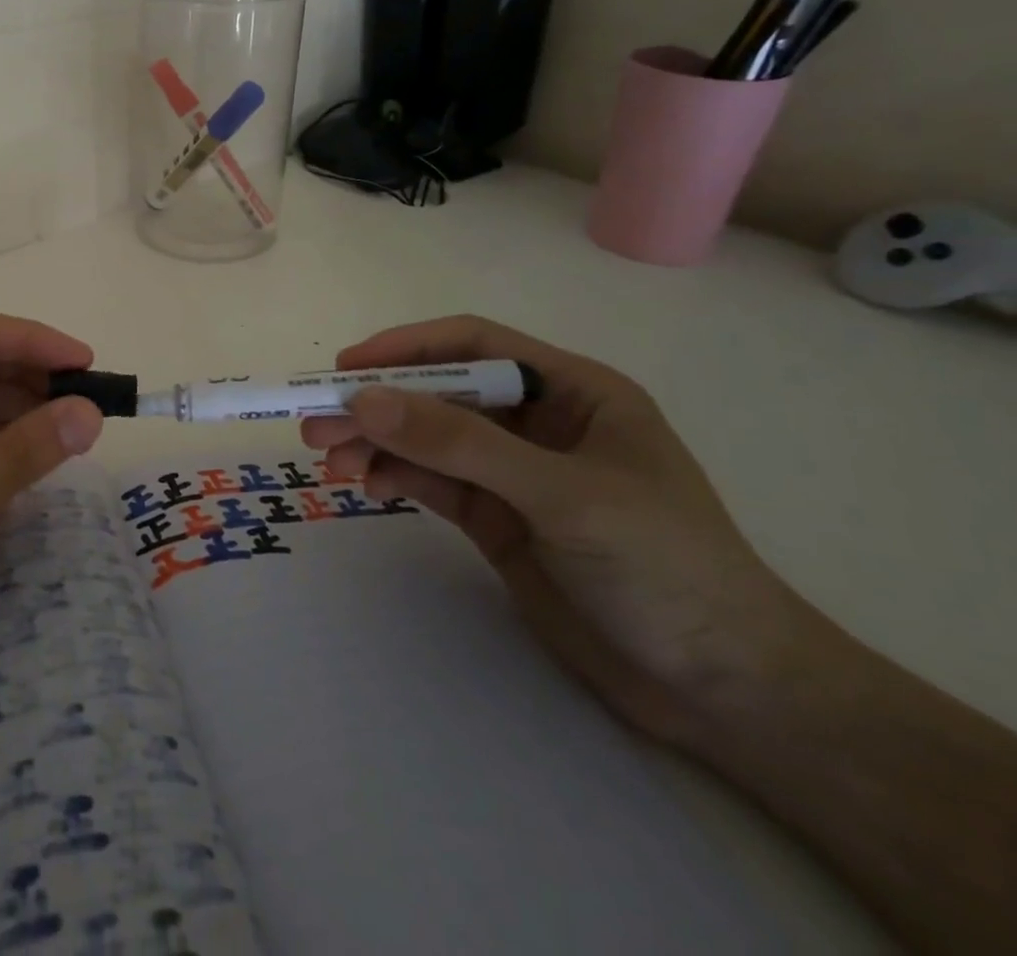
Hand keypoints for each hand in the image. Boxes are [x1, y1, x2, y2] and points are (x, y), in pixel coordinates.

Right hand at [301, 316, 811, 745]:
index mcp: (572, 391)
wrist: (724, 693)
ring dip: (375, 443)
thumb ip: (461, 443)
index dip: (406, 347)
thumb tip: (365, 400)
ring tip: (330, 460)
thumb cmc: (666, 568)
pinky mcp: (495, 517)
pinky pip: (429, 481)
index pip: (473, 345)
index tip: (346, 368)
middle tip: (314, 423)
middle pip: (438, 393)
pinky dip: (392, 476)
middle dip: (377, 405)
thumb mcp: (562, 494)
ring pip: (425, 439)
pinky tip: (364, 484)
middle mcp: (536, 422)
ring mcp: (512, 472)